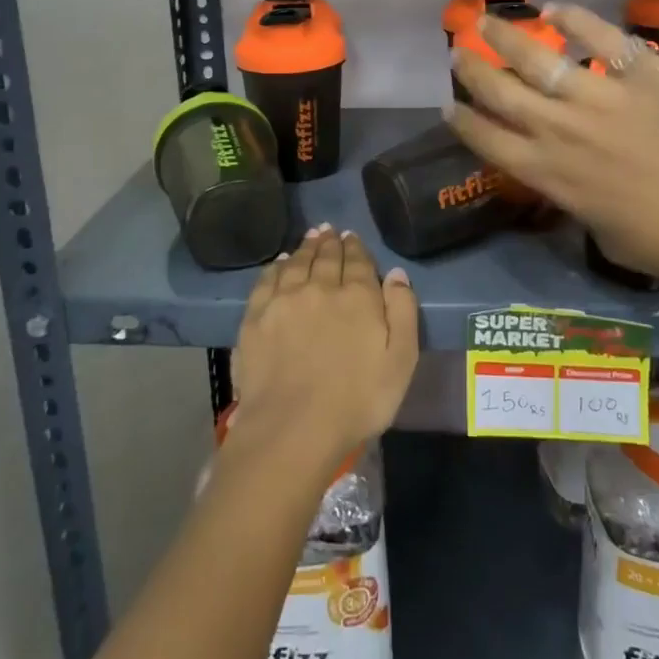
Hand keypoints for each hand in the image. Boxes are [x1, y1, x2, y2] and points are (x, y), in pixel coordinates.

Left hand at [229, 226, 419, 476]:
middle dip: (330, 242)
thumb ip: (403, 311)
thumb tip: (396, 273)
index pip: (358, 262)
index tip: (352, 237)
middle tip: (330, 230)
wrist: (293, 428)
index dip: (356, 248)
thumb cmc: (357, 401)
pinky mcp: (256, 317)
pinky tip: (281, 263)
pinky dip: (277, 266)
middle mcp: (319, 287)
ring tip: (310, 237)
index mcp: (357, 296)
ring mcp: (284, 300)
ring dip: (306, 248)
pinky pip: (268, 280)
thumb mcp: (401, 361)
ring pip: (297, 263)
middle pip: (326, 257)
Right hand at [447, 5, 658, 316]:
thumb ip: (576, 200)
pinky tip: (555, 9)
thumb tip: (571, 177)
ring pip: (537, 58)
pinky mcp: (642, 71)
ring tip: (487, 20)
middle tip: (457, 51)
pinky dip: (574, 18)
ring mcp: (600, 96)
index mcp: (550, 175)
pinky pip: (600, 36)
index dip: (462, 122)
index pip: (487, 141)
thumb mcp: (605, 236)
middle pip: (499, 92)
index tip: (447, 105)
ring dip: (506, 36)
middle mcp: (561, 130)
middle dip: (472, 70)